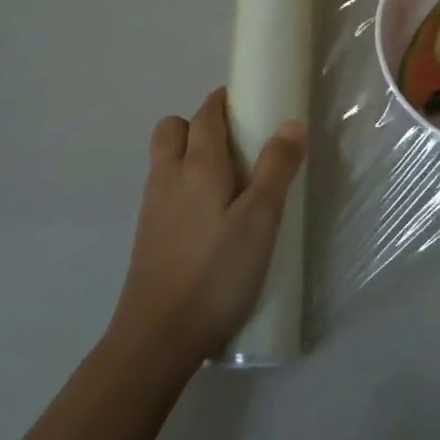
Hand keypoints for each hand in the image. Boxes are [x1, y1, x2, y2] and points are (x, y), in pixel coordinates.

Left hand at [109, 87, 305, 363]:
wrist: (157, 338)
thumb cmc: (216, 272)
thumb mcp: (261, 219)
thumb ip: (276, 168)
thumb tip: (290, 122)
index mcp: (197, 166)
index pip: (205, 115)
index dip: (223, 101)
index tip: (249, 101)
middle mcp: (167, 178)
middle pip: (172, 129)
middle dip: (200, 123)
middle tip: (238, 142)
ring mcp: (153, 208)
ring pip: (165, 159)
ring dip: (191, 152)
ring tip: (230, 178)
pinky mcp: (149, 235)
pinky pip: (165, 189)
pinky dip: (185, 183)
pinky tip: (211, 214)